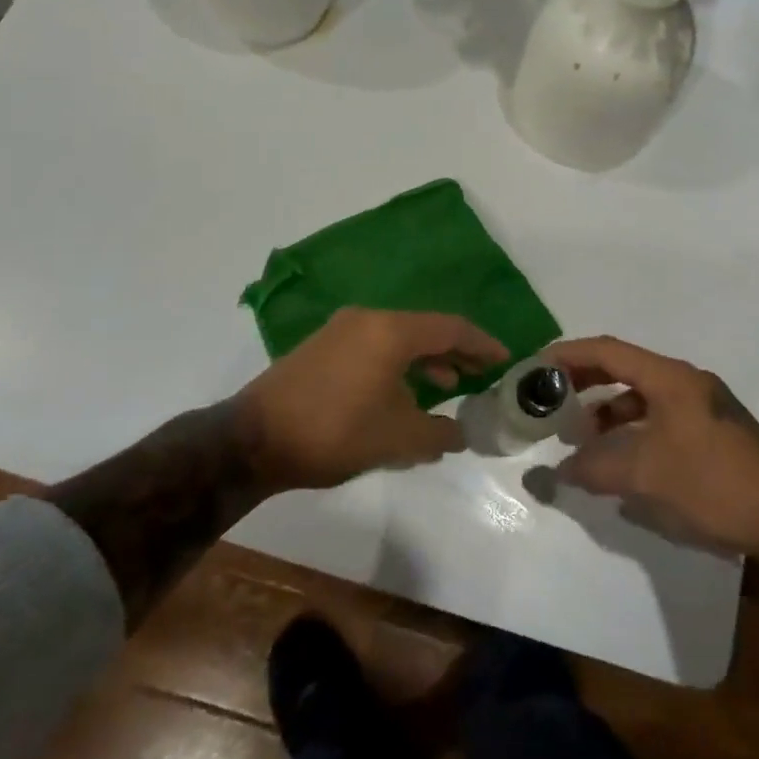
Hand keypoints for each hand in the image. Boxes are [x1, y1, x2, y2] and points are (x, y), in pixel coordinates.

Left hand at [236, 308, 507, 493]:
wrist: (253, 439)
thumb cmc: (335, 431)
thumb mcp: (398, 439)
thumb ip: (439, 434)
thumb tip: (458, 433)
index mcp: (391, 330)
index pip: (451, 328)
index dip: (482, 344)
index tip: (505, 360)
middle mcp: (367, 319)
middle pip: (424, 330)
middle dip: (455, 353)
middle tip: (480, 374)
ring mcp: (340, 331)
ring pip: (397, 339)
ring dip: (425, 362)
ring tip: (445, 388)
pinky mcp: (321, 348)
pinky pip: (373, 348)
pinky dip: (397, 365)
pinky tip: (401, 396)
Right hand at [547, 336, 758, 556]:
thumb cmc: (714, 484)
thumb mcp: (646, 476)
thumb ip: (595, 468)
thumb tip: (558, 470)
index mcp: (671, 378)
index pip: (609, 351)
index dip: (569, 354)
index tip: (535, 365)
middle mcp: (687, 383)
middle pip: (625, 369)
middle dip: (585, 382)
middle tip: (551, 400)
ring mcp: (703, 407)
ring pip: (642, 397)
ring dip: (609, 411)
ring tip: (581, 436)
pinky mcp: (712, 433)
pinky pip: (659, 418)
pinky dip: (632, 431)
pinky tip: (620, 460)